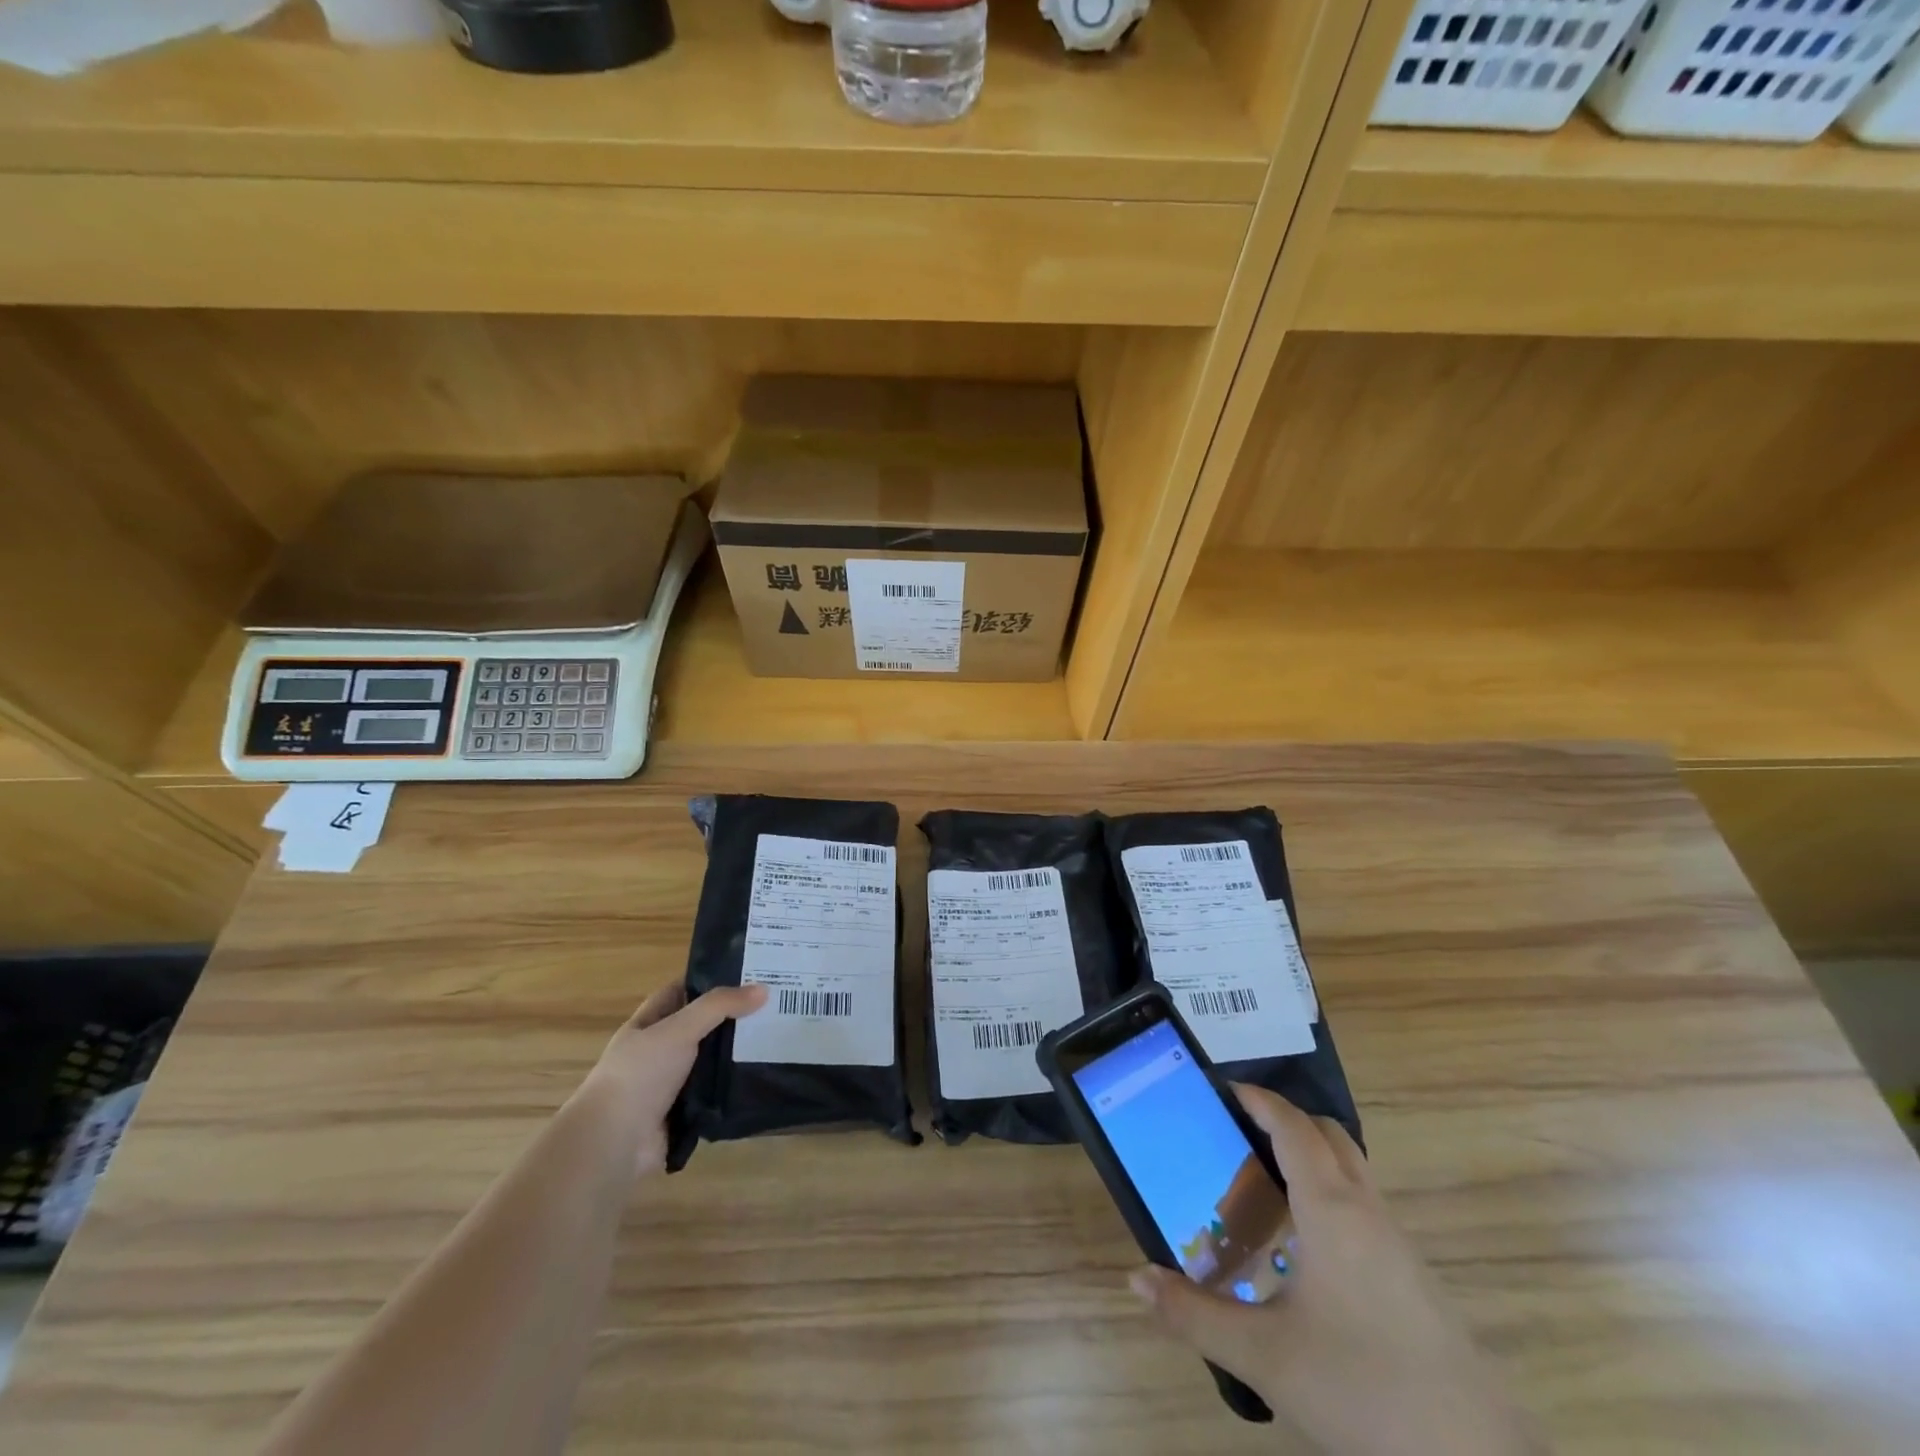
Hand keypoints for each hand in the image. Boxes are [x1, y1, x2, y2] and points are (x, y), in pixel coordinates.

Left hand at [582, 983, 766, 1177]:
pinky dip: (736, 1088)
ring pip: (712, 1061)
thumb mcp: (678, 1029)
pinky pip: (717, 1094)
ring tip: (780, 1038)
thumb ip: (719, 1006)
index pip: (680, 992)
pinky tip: (766, 1076)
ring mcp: (672, 1085)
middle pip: (701, 1027)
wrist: (614, 1144)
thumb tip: (763, 989)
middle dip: (732, 1018)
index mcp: (647, 1026)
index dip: (709, 980)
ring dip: (738, 1054)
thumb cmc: (639, 1075)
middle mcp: (658, 1052)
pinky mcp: (686, 1114)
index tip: (747, 972)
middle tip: (775, 1005)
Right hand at [1129, 1085, 1543, 1454]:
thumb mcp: (1265, 1356)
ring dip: (1311, 1157)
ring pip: (1352, 1171)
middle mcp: (1368, 1212)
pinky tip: (1306, 1248)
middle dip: (1285, 1120)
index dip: (1259, 1099)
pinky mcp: (1416, 1279)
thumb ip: (1194, 1315)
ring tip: (1264, 1185)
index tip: (1223, 1089)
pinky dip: (1331, 1195)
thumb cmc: (1362, 1389)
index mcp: (1331, 1210)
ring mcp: (1399, 1245)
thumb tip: (1136, 1278)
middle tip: (1239, 1134)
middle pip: (1329, 1135)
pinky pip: (1365, 1207)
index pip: (1293, 1127)